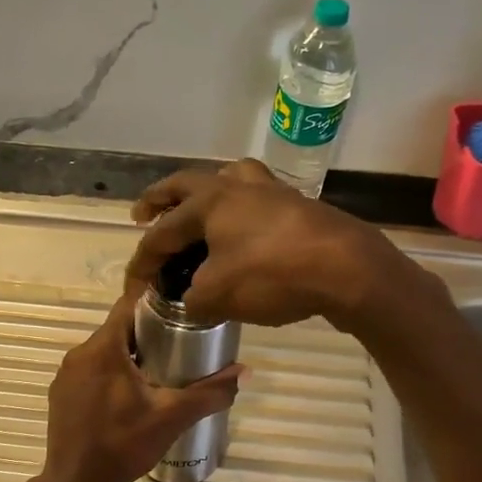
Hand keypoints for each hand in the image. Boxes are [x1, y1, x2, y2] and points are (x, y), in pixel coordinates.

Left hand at [33, 294, 243, 481]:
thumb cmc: (123, 444)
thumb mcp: (172, 417)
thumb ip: (210, 392)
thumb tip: (245, 372)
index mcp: (103, 348)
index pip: (129, 305)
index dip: (157, 304)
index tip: (182, 313)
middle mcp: (79, 354)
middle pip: (118, 330)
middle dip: (149, 335)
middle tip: (180, 349)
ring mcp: (66, 376)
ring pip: (105, 353)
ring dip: (130, 357)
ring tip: (160, 374)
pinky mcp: (60, 395)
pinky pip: (91, 373)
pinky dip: (111, 376)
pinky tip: (130, 399)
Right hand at [125, 159, 410, 329]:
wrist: (348, 268)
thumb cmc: (273, 275)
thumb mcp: (219, 296)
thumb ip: (194, 299)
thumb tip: (192, 301)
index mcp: (208, 202)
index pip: (161, 232)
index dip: (142, 261)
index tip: (133, 286)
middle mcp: (236, 186)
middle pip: (186, 184)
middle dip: (160, 199)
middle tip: (144, 213)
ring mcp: (270, 191)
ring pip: (228, 180)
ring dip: (205, 192)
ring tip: (199, 209)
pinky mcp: (297, 205)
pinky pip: (256, 199)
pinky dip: (240, 209)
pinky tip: (244, 230)